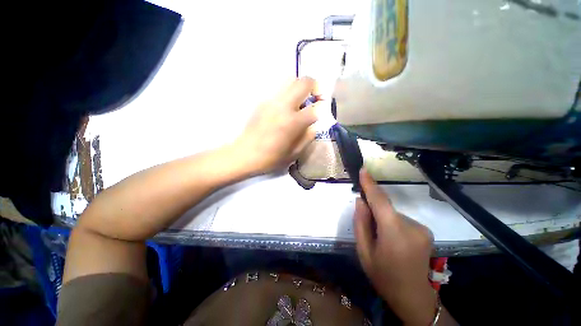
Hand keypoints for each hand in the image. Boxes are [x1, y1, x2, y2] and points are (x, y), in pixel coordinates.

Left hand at [234, 77, 320, 173]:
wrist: (244, 154)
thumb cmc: (270, 158)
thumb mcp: (294, 154)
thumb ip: (308, 137)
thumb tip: (313, 124)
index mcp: (292, 122)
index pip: (315, 107)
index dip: (322, 109)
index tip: (321, 113)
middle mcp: (283, 106)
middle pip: (304, 82)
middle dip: (316, 87)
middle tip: (316, 98)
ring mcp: (271, 101)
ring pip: (291, 79)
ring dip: (301, 87)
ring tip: (301, 101)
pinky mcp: (262, 101)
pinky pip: (279, 88)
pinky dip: (288, 92)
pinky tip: (286, 107)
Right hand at [355, 169, 437, 324]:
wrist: (414, 298)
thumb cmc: (384, 277)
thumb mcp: (364, 252)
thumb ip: (361, 223)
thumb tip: (361, 201)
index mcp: (394, 233)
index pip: (380, 201)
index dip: (370, 184)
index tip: (363, 170)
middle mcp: (412, 227)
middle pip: (386, 208)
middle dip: (373, 211)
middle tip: (368, 227)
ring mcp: (422, 228)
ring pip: (393, 214)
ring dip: (383, 220)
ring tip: (381, 239)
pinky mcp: (425, 230)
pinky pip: (401, 220)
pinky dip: (392, 223)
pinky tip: (393, 241)